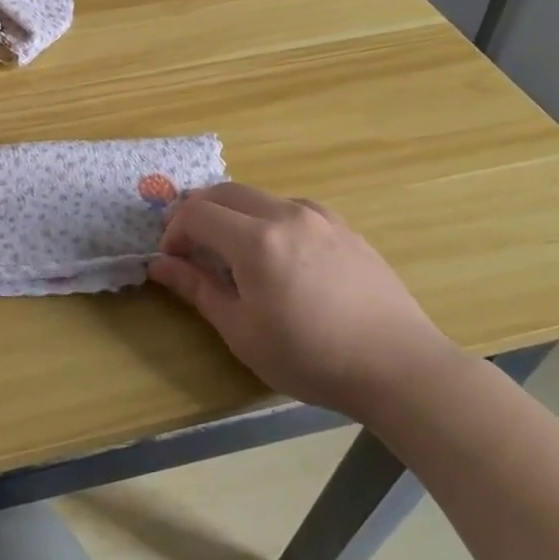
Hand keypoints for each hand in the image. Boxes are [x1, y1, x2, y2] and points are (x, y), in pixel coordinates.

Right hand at [149, 183, 456, 418]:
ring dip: (233, 214)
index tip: (172, 261)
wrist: (399, 367)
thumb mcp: (242, 331)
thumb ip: (197, 289)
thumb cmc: (311, 357)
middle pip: (225, 192)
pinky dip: (267, 219)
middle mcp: (286, 214)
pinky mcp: (344, 227)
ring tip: (233, 253)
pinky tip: (278, 254)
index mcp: (256, 240)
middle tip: (191, 249)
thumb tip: (159, 264)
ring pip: (259, 196)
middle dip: (198, 213)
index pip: (196, 212)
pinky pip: (291, 208)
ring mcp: (320, 217)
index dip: (174, 232)